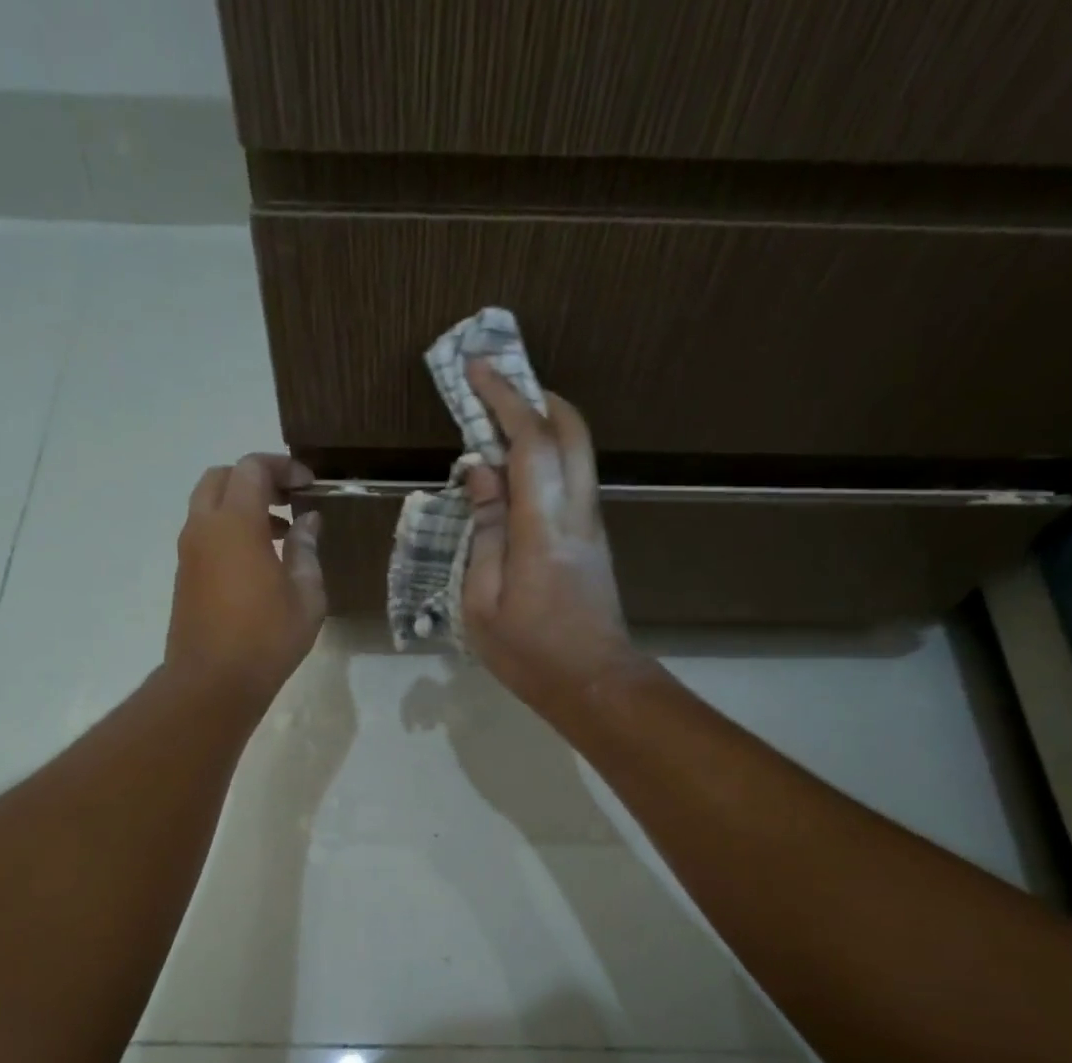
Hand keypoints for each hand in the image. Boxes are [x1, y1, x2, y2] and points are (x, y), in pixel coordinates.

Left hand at [166, 453, 324, 706]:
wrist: (212, 682)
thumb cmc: (267, 638)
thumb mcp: (306, 595)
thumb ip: (306, 550)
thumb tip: (307, 522)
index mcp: (236, 524)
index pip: (252, 469)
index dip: (283, 468)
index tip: (309, 485)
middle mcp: (204, 528)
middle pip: (222, 478)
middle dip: (256, 480)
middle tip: (289, 500)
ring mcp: (189, 552)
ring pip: (209, 505)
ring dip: (242, 506)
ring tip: (281, 533)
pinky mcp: (185, 575)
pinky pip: (205, 533)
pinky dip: (230, 530)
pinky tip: (259, 561)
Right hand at [461, 360, 640, 710]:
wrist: (594, 683)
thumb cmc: (530, 653)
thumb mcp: (483, 602)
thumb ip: (483, 532)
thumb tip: (481, 475)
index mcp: (543, 528)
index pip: (531, 442)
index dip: (505, 399)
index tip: (477, 369)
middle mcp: (577, 513)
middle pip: (571, 432)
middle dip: (537, 397)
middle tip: (499, 385)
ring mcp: (592, 525)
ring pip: (578, 453)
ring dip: (544, 425)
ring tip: (500, 422)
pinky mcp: (594, 540)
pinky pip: (572, 479)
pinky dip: (547, 457)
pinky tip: (516, 472)